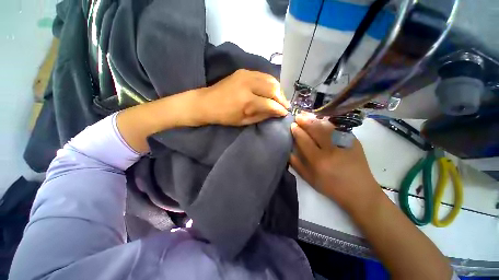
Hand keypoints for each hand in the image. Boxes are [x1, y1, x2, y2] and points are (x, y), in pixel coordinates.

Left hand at [198, 69, 289, 125]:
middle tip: (284, 106)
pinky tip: (271, 90)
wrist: (207, 102)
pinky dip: (270, 82)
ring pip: (270, 79)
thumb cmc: (225, 116)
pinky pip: (263, 75)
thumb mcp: (244, 121)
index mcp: (247, 101)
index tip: (285, 113)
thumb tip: (277, 112)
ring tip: (279, 98)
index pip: (270, 103)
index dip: (280, 109)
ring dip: (277, 90)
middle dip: (282, 98)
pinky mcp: (244, 71)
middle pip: (273, 89)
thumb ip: (262, 116)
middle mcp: (248, 84)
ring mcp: (246, 74)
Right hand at [290, 113, 381, 211]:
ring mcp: (344, 143)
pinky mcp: (354, 141)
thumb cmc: (331, 186)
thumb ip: (296, 163)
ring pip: (326, 126)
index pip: (304, 140)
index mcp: (318, 160)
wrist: (360, 191)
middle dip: (305, 121)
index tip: (292, 125)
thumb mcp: (309, 178)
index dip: (297, 131)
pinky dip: (327, 122)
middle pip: (315, 129)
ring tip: (307, 115)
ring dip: (315, 119)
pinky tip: (321, 120)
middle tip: (298, 116)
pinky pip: (338, 128)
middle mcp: (331, 150)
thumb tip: (289, 149)